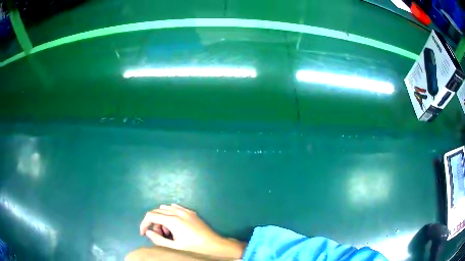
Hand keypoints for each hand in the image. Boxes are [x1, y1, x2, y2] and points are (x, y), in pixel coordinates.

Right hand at [139, 204, 245, 258]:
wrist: (215, 245)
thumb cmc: (194, 248)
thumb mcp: (174, 247)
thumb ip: (158, 239)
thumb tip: (148, 232)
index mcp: (172, 219)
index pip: (150, 216)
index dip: (143, 224)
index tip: (143, 234)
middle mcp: (177, 211)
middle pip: (157, 212)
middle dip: (153, 223)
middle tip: (159, 236)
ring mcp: (185, 210)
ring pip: (165, 209)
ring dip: (161, 219)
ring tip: (168, 233)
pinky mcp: (191, 212)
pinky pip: (175, 208)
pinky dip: (170, 215)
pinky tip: (173, 225)